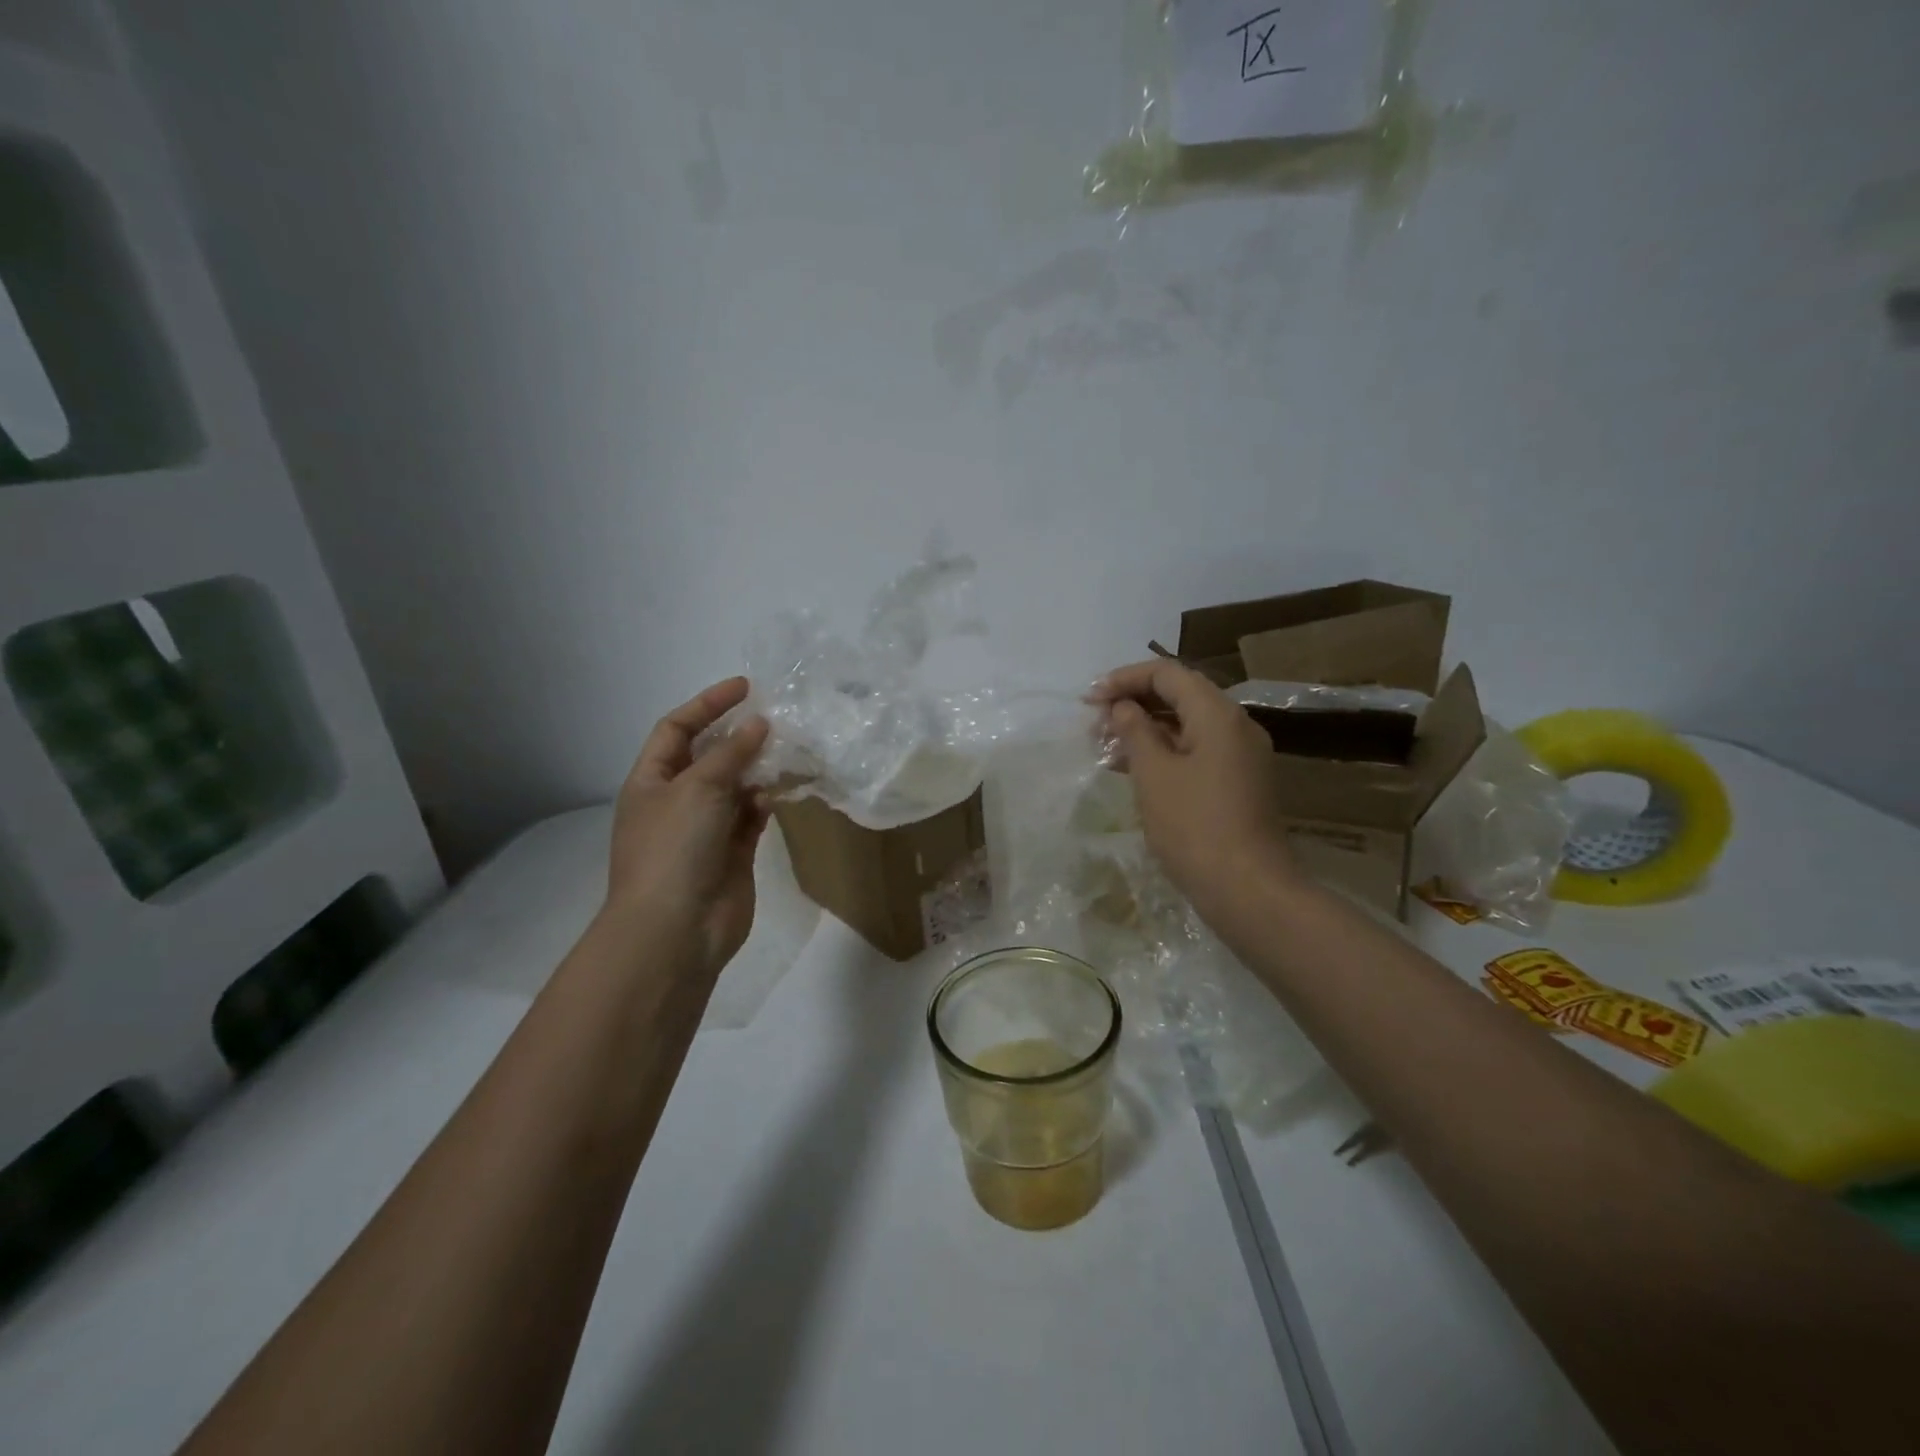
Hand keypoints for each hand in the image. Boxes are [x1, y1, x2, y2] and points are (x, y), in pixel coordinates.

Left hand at [605, 678, 771, 977]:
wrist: (676, 930)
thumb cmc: (674, 848)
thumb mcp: (698, 788)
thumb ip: (732, 753)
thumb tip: (758, 724)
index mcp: (651, 782)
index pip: (677, 729)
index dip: (707, 704)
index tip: (746, 688)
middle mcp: (676, 801)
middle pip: (709, 756)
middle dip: (738, 735)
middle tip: (776, 716)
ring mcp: (705, 830)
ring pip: (735, 787)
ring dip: (757, 768)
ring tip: (788, 749)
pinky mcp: (732, 854)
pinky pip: (751, 817)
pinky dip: (766, 802)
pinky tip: (782, 790)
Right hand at [1093, 660, 1296, 916]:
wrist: (1248, 890)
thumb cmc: (1194, 826)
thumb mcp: (1153, 774)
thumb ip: (1134, 731)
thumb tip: (1122, 707)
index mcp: (1218, 714)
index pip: (1168, 673)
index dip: (1125, 679)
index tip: (1090, 699)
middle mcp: (1236, 726)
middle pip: (1180, 695)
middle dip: (1134, 703)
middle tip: (1095, 725)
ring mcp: (1241, 756)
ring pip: (1187, 725)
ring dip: (1146, 729)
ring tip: (1106, 748)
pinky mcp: (1239, 783)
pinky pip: (1197, 751)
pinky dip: (1165, 752)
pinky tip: (1133, 770)